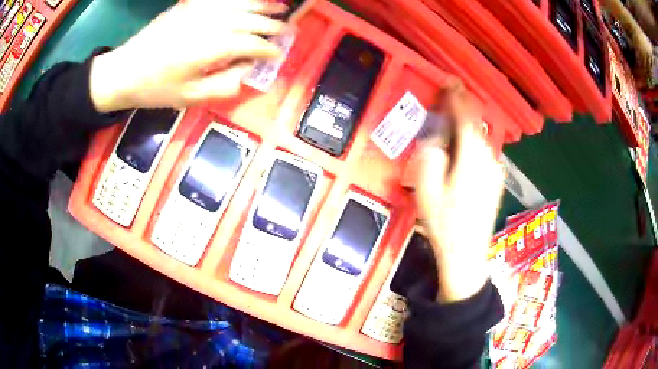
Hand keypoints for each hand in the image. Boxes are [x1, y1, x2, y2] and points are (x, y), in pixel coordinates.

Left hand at [89, 0, 288, 112]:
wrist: (123, 71)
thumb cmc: (155, 88)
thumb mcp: (190, 96)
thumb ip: (225, 83)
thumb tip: (248, 70)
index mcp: (211, 48)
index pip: (251, 43)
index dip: (268, 48)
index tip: (279, 53)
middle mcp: (210, 23)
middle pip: (250, 20)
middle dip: (272, 25)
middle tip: (289, 29)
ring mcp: (199, 11)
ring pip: (240, 4)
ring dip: (262, 6)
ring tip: (280, 8)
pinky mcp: (189, 6)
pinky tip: (249, 1)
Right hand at [411, 83, 503, 302]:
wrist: (466, 254)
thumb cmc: (444, 224)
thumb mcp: (426, 190)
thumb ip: (430, 157)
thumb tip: (435, 140)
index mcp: (471, 159)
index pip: (466, 118)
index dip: (458, 98)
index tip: (450, 82)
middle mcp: (488, 160)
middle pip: (475, 126)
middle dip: (461, 111)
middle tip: (445, 103)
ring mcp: (495, 171)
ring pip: (480, 139)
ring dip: (466, 128)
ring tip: (450, 127)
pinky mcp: (496, 181)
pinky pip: (484, 152)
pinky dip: (473, 143)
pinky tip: (462, 153)